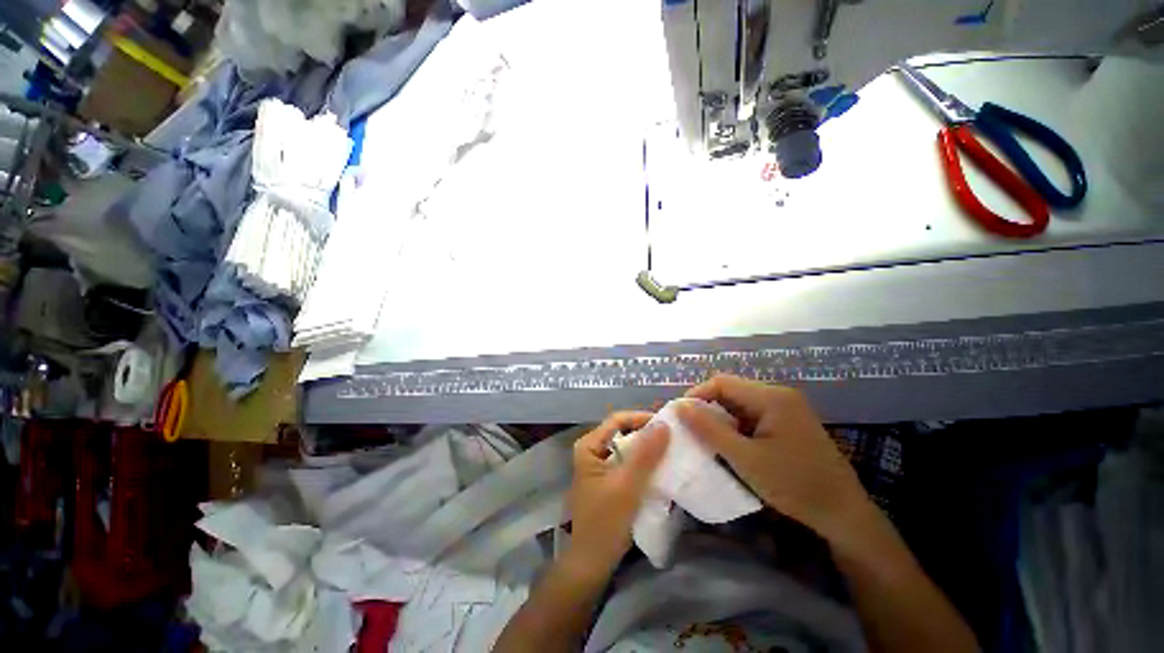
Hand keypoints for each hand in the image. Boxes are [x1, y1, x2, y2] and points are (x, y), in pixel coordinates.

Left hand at [565, 412, 669, 578]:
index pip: (618, 420)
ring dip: (648, 449)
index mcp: (589, 445)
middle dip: (647, 434)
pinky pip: (629, 463)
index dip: (642, 418)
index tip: (667, 424)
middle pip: (623, 432)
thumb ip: (645, 455)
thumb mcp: (628, 485)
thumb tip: (664, 423)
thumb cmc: (606, 521)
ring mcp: (601, 465)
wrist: (592, 563)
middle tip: (674, 437)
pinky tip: (661, 467)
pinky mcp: (609, 480)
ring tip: (672, 449)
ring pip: (628, 448)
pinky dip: (644, 463)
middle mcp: (593, 450)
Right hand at [677, 375, 874, 548]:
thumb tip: (678, 406)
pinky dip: (736, 427)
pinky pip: (752, 415)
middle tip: (690, 430)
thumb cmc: (794, 485)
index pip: (722, 383)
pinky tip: (730, 444)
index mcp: (771, 397)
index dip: (696, 395)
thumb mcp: (745, 459)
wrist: (844, 514)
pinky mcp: (788, 422)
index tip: (679, 417)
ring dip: (721, 418)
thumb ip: (709, 430)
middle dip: (707, 408)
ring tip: (706, 439)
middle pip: (731, 391)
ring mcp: (786, 408)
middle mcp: (779, 395)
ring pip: (740, 404)